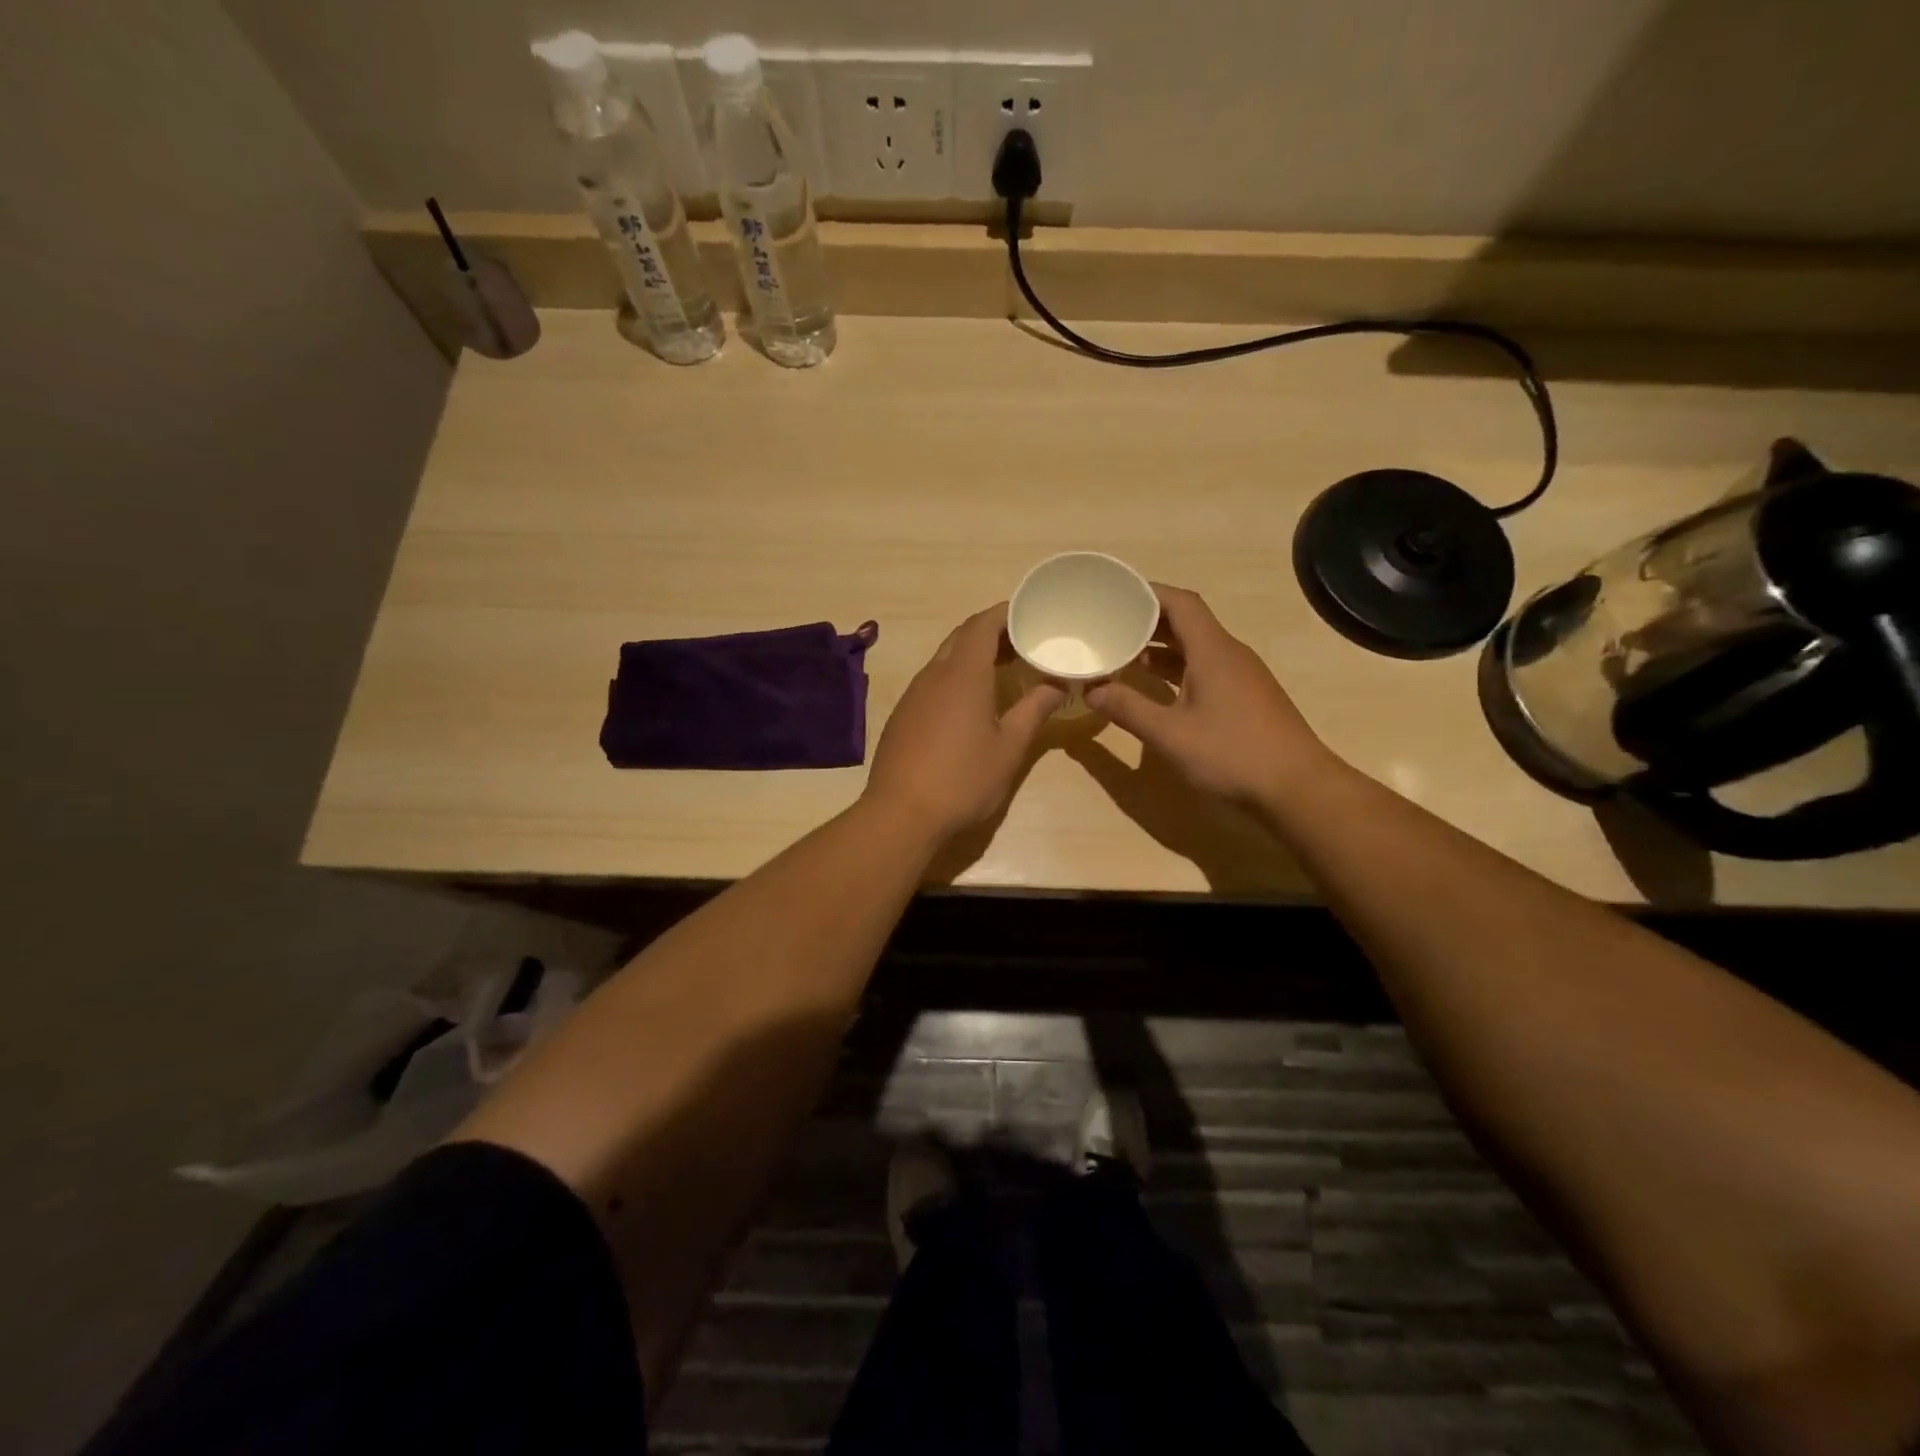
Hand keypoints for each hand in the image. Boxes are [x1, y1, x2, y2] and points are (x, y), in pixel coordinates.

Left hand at [861, 604, 1065, 841]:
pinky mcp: (903, 714)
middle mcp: (934, 675)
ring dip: (973, 655)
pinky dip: (956, 676)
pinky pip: (933, 680)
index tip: (1030, 613)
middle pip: (962, 637)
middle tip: (1024, 642)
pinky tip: (971, 702)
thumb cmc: (963, 779)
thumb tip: (1057, 685)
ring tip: (1004, 669)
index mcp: (963, 674)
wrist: (901, 814)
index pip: (982, 625)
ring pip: (945, 658)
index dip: (1006, 613)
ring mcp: (914, 694)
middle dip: (992, 632)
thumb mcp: (1009, 748)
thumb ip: (1034, 710)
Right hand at [1086, 584, 1329, 808]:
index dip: (1148, 593)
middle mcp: (1229, 654)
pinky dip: (1177, 669)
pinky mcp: (1246, 697)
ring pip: (1196, 647)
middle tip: (1110, 625)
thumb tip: (1091, 690)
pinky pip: (1206, 668)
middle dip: (1148, 620)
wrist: (1297, 787)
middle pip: (1187, 622)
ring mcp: (1242, 676)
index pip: (1180, 603)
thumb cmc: (1232, 754)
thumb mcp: (1170, 734)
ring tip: (1124, 654)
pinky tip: (1157, 688)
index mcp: (1213, 651)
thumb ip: (1128, 709)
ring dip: (1161, 648)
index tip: (1115, 595)